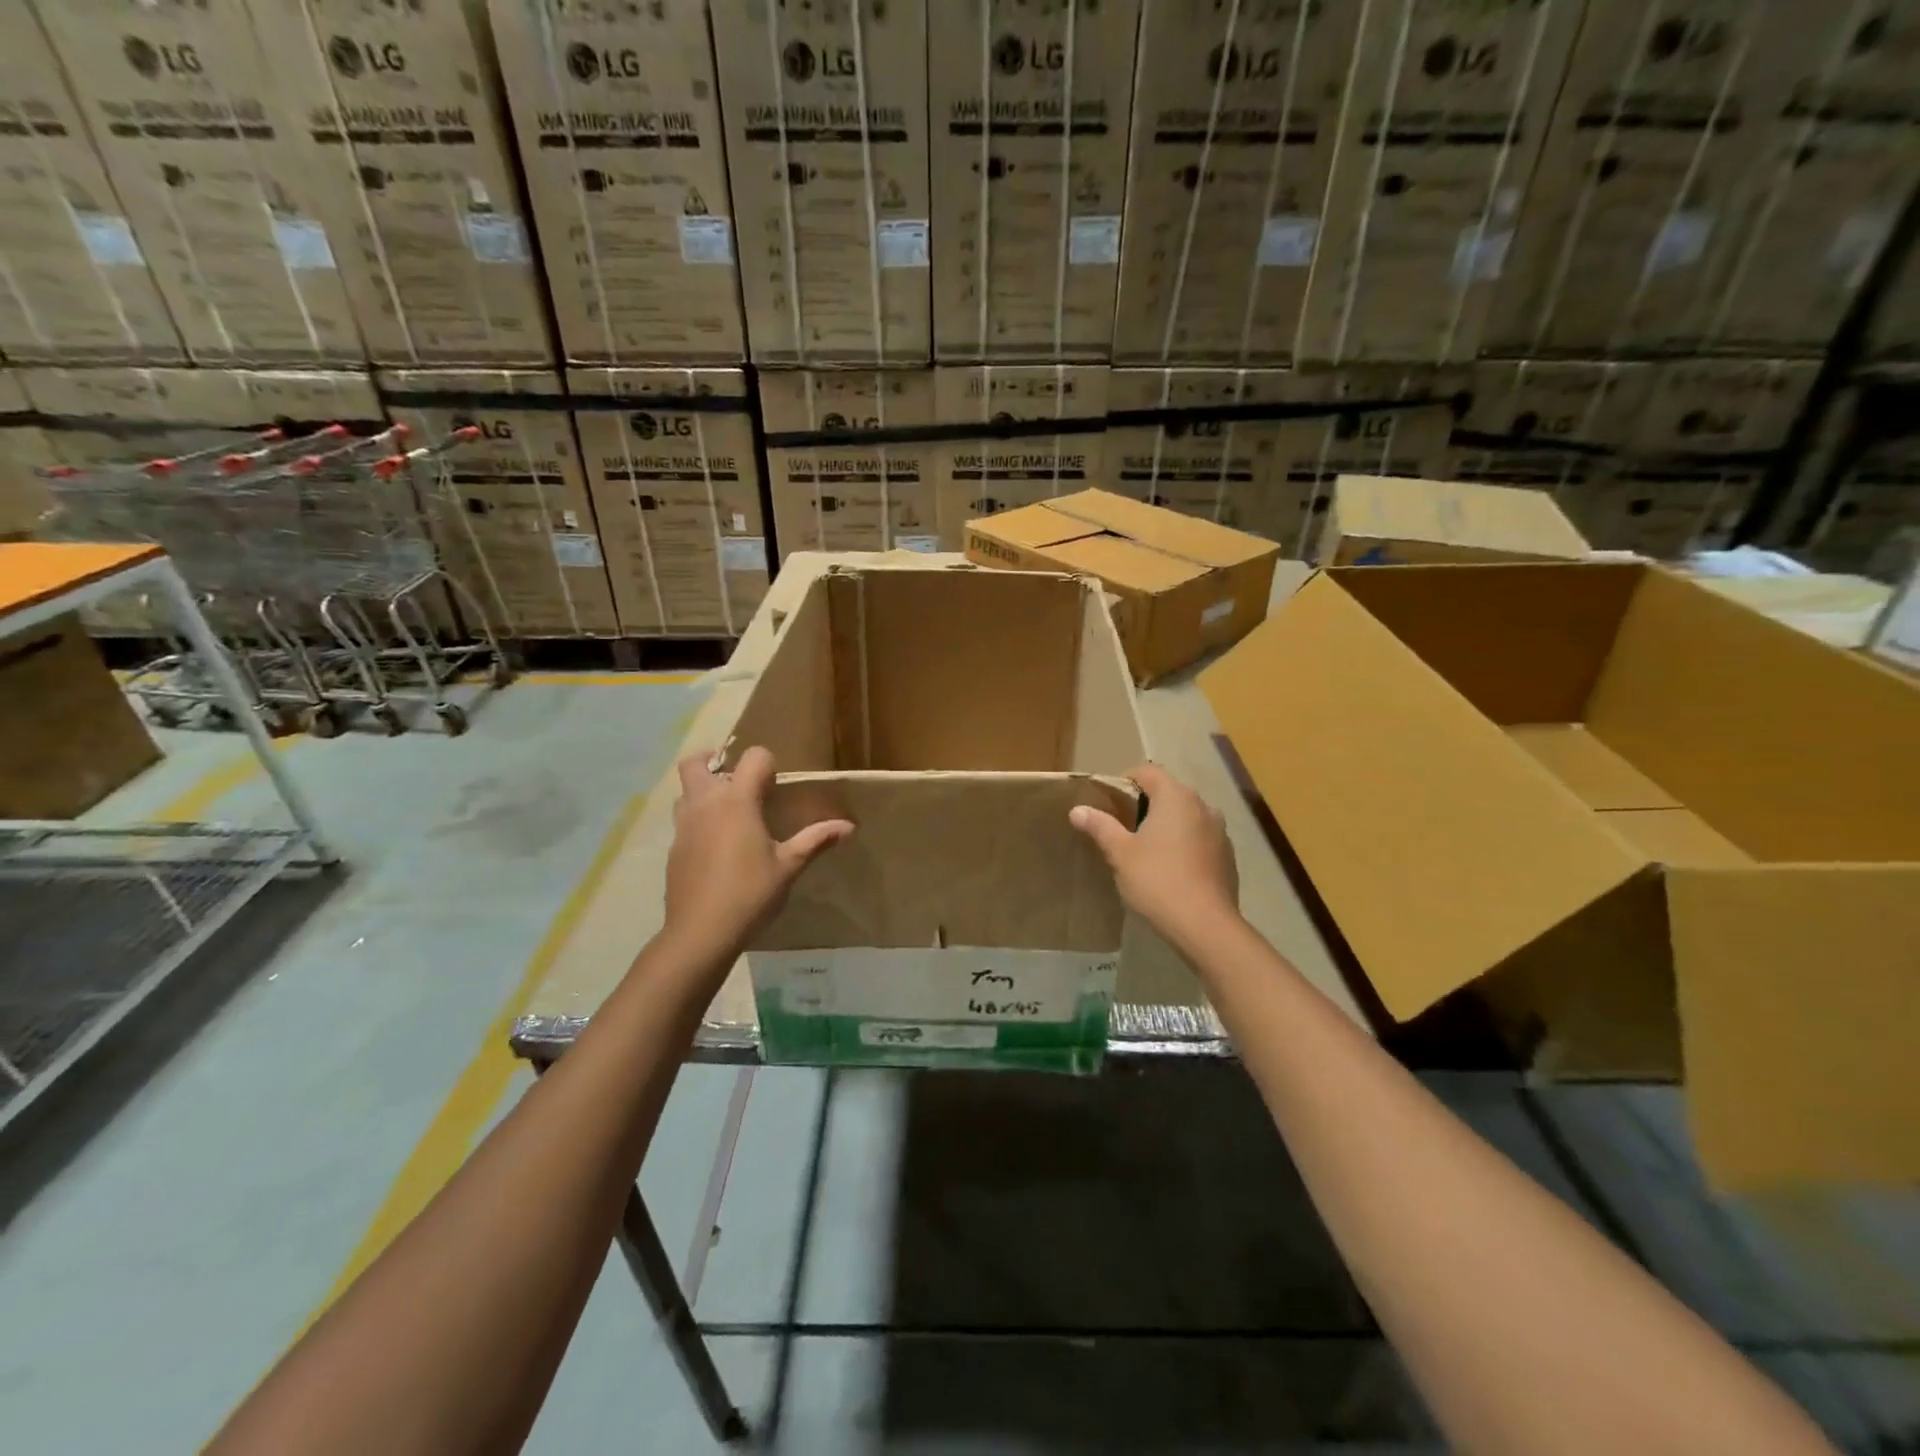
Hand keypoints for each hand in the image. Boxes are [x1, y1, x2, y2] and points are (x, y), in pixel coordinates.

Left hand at [664, 746, 853, 959]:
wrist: (700, 933)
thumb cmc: (750, 893)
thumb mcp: (789, 866)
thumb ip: (816, 840)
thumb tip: (849, 826)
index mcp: (736, 801)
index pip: (752, 757)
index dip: (767, 764)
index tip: (776, 787)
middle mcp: (705, 803)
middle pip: (696, 762)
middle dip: (715, 762)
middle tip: (739, 783)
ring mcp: (684, 826)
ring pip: (686, 791)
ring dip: (704, 791)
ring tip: (730, 814)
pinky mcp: (674, 848)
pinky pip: (684, 820)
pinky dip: (699, 821)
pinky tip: (718, 849)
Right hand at [1069, 763, 1238, 945]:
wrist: (1205, 926)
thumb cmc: (1157, 881)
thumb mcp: (1120, 853)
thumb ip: (1100, 826)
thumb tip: (1078, 809)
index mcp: (1176, 797)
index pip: (1148, 771)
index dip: (1125, 781)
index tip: (1109, 803)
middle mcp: (1202, 806)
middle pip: (1168, 792)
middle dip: (1145, 804)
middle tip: (1121, 827)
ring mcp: (1219, 831)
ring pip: (1186, 816)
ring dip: (1166, 825)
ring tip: (1145, 849)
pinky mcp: (1227, 856)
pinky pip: (1199, 838)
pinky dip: (1183, 844)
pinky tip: (1170, 869)